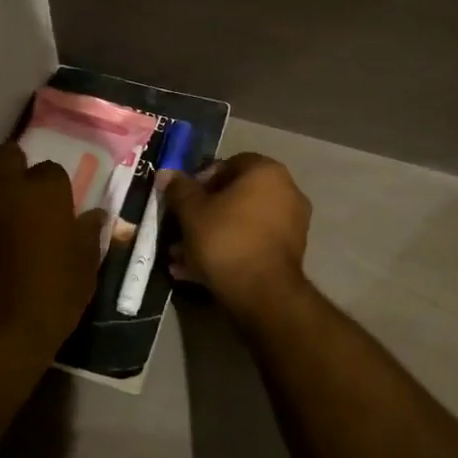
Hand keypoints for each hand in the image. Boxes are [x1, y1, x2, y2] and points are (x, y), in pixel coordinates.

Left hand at [0, 141, 106, 384]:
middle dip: (12, 169)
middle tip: (18, 201)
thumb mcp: (82, 275)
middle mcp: (0, 187)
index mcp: (42, 193)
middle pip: (5, 155)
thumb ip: (87, 236)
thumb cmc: (45, 305)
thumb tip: (94, 215)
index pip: (51, 170)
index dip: (52, 190)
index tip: (53, 211)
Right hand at [161, 153, 310, 310]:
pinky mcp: (289, 253)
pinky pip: (252, 243)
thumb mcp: (192, 212)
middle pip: (235, 196)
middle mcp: (286, 191)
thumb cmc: (225, 239)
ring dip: (212, 235)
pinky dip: (229, 251)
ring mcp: (292, 223)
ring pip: (241, 223)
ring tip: (182, 256)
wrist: (262, 293)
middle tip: (181, 228)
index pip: (229, 164)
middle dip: (204, 212)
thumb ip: (179, 189)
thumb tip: (166, 173)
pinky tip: (198, 271)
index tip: (183, 199)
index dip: (201, 179)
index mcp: (266, 172)